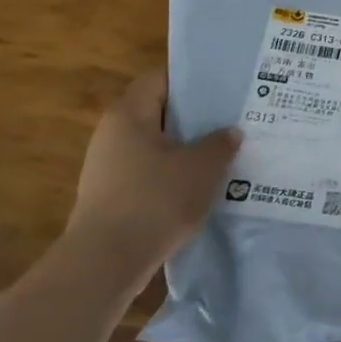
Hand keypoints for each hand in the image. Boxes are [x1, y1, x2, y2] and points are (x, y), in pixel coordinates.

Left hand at [59, 72, 239, 289]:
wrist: (107, 261)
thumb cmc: (155, 199)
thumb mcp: (202, 166)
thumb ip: (220, 143)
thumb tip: (229, 132)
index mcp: (129, 115)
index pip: (160, 79)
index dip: (193, 80)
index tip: (225, 87)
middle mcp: (112, 134)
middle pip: (159, 113)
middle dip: (196, 117)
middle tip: (233, 120)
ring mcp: (109, 167)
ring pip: (157, 146)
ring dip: (188, 149)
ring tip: (225, 154)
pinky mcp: (113, 196)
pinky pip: (151, 173)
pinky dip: (175, 175)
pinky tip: (203, 186)